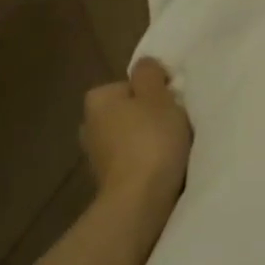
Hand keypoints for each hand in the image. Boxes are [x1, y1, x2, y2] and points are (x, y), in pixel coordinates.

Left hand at [82, 58, 190, 208]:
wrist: (140, 199)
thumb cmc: (151, 140)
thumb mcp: (158, 96)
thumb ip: (150, 74)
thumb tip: (145, 65)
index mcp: (97, 99)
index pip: (131, 85)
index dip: (156, 93)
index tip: (173, 105)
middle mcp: (88, 124)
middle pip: (130, 112)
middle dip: (150, 118)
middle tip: (176, 126)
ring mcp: (95, 155)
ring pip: (130, 137)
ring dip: (148, 141)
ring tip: (173, 151)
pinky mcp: (107, 180)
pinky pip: (132, 161)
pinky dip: (145, 162)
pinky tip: (163, 169)